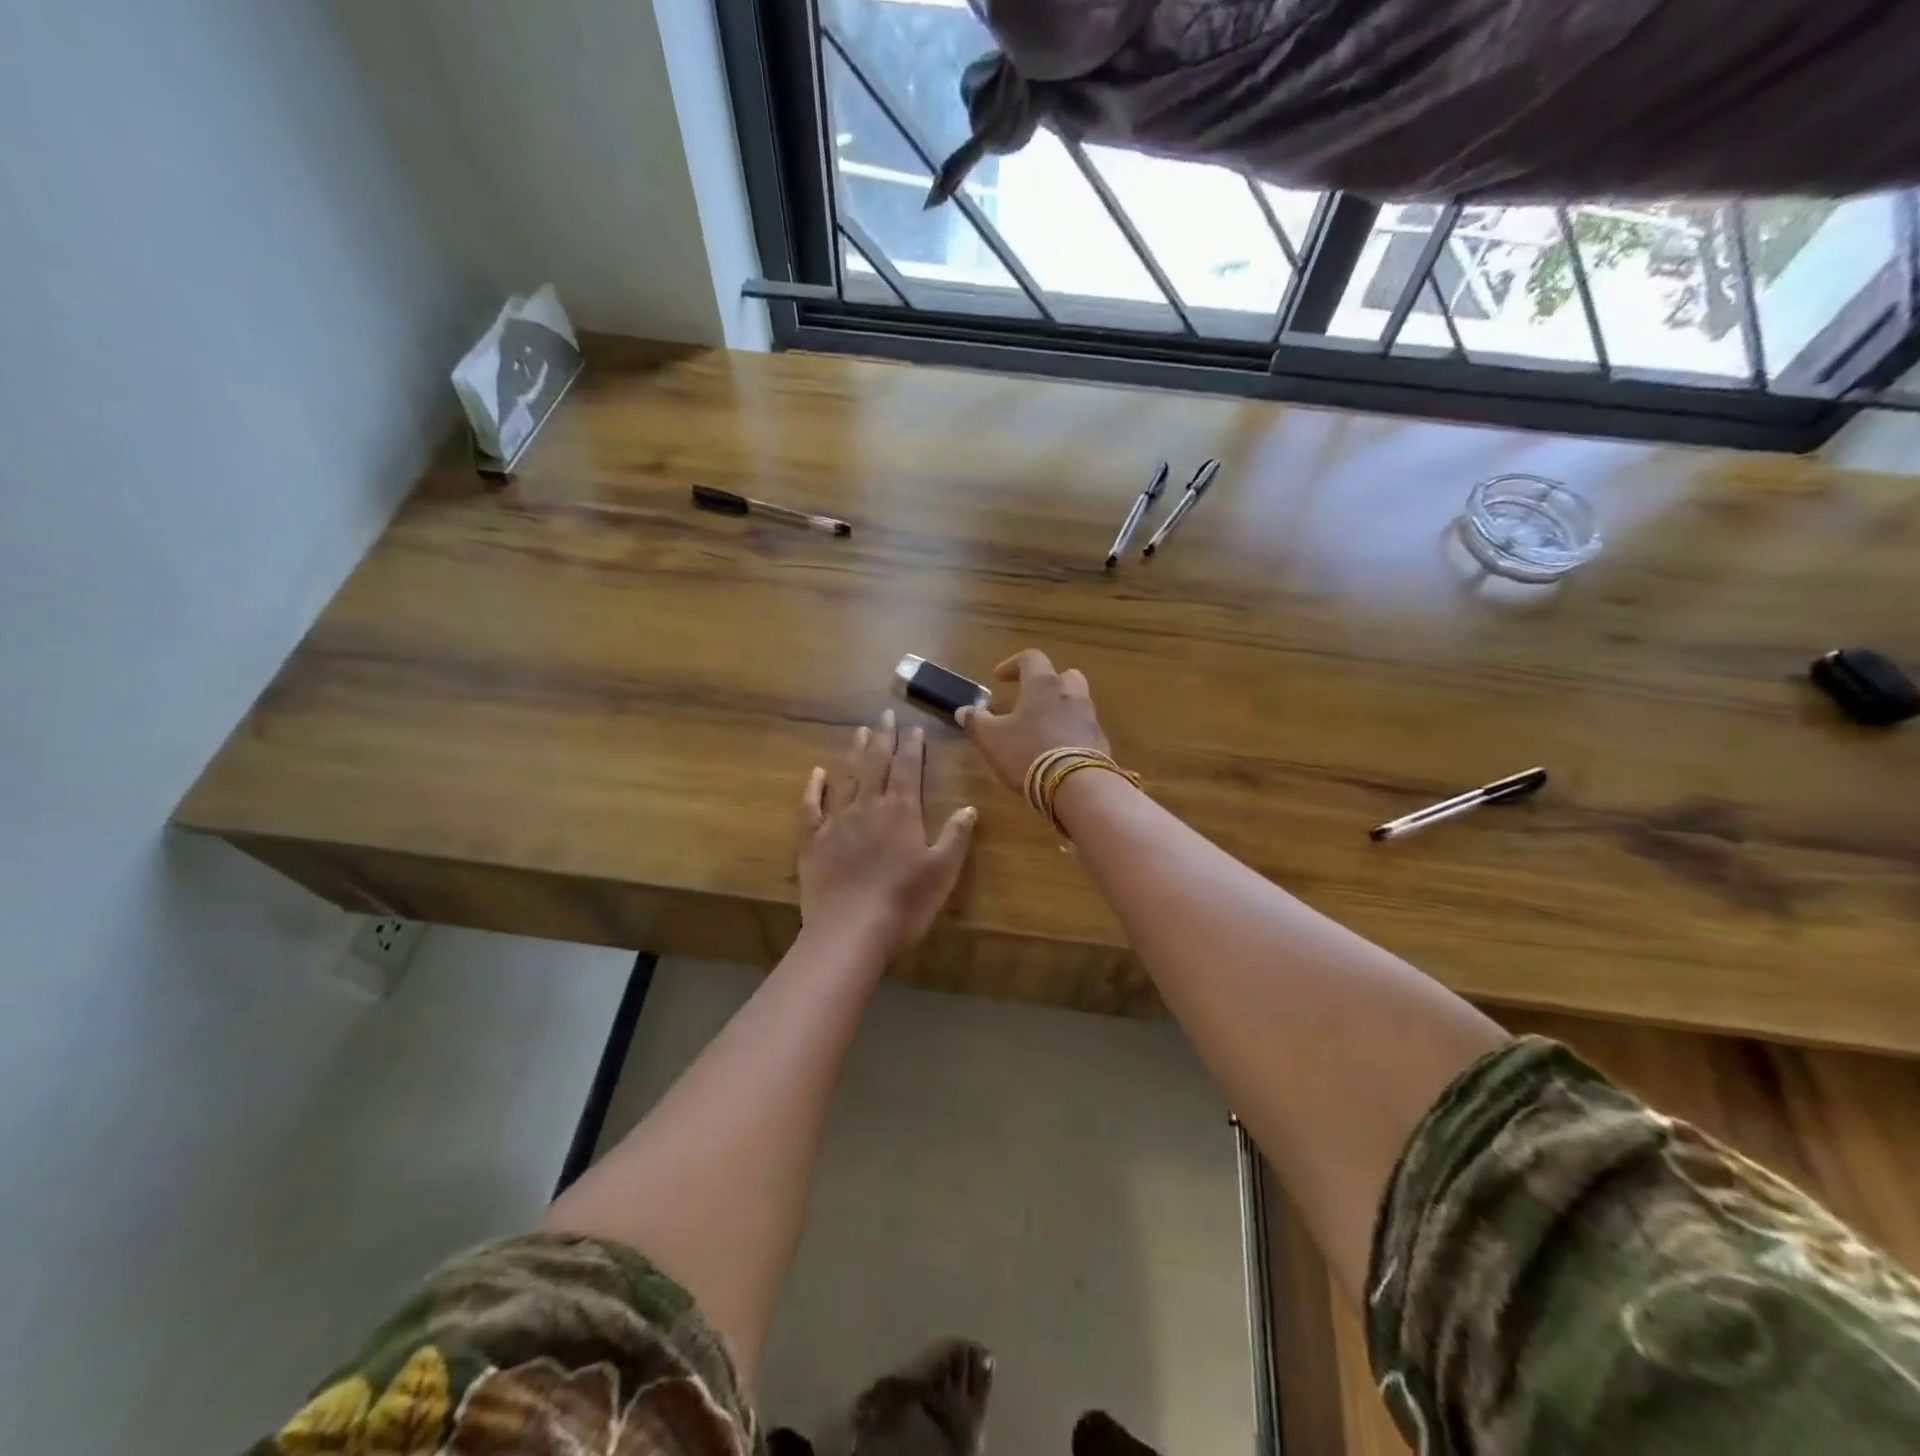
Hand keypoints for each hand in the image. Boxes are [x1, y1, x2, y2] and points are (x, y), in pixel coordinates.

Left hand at [798, 710, 976, 961]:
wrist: (849, 933)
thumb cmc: (903, 904)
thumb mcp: (942, 872)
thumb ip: (955, 836)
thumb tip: (968, 807)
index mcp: (901, 812)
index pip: (908, 769)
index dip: (912, 746)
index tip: (914, 727)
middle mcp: (868, 807)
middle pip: (876, 764)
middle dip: (883, 738)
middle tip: (885, 714)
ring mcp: (836, 822)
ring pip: (846, 778)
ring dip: (855, 753)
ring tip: (860, 732)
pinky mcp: (812, 841)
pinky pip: (811, 806)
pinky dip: (813, 787)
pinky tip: (816, 774)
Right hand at [958, 649, 1109, 795]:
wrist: (1076, 786)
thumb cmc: (1027, 752)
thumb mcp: (991, 739)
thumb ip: (976, 722)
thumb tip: (964, 710)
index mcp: (1043, 685)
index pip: (1031, 658)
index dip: (1013, 664)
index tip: (999, 678)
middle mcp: (1071, 694)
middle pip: (1065, 676)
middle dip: (1048, 683)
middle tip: (1031, 698)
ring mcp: (1090, 718)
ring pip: (1078, 702)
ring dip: (1061, 709)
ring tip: (1043, 728)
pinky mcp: (1100, 742)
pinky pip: (1084, 729)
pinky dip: (1072, 733)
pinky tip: (1059, 751)